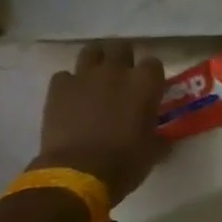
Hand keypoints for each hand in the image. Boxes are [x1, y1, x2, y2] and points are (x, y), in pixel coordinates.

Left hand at [32, 41, 166, 204]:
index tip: (148, 89)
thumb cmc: (124, 163)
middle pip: (121, 47)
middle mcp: (116, 71)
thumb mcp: (153, 151)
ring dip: (95, 61)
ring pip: (91, 51)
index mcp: (145, 83)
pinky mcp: (59, 88)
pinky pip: (64, 76)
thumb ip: (159, 137)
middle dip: (122, 58)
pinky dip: (69, 84)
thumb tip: (162, 138)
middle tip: (121, 77)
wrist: (78, 174)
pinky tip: (70, 98)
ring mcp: (85, 76)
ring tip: (95, 78)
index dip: (150, 76)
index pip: (153, 63)